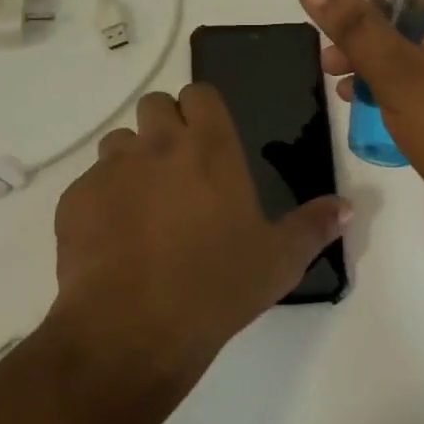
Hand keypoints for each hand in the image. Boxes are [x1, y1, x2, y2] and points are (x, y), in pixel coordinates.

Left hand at [51, 86, 348, 375]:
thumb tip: (348, 206)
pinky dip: (101, 200)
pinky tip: (113, 240)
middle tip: (178, 171)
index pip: (199, 93)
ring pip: (119, 142)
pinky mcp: (75, 198)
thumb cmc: (216, 287)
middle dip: (164, 127)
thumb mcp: (280, 261)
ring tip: (143, 207)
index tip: (208, 138)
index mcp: (209, 148)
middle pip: (154, 105)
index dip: (202, 110)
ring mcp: (112, 169)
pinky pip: (90, 183)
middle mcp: (158, 144)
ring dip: (132, 161)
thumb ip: (315, 226)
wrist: (133, 330)